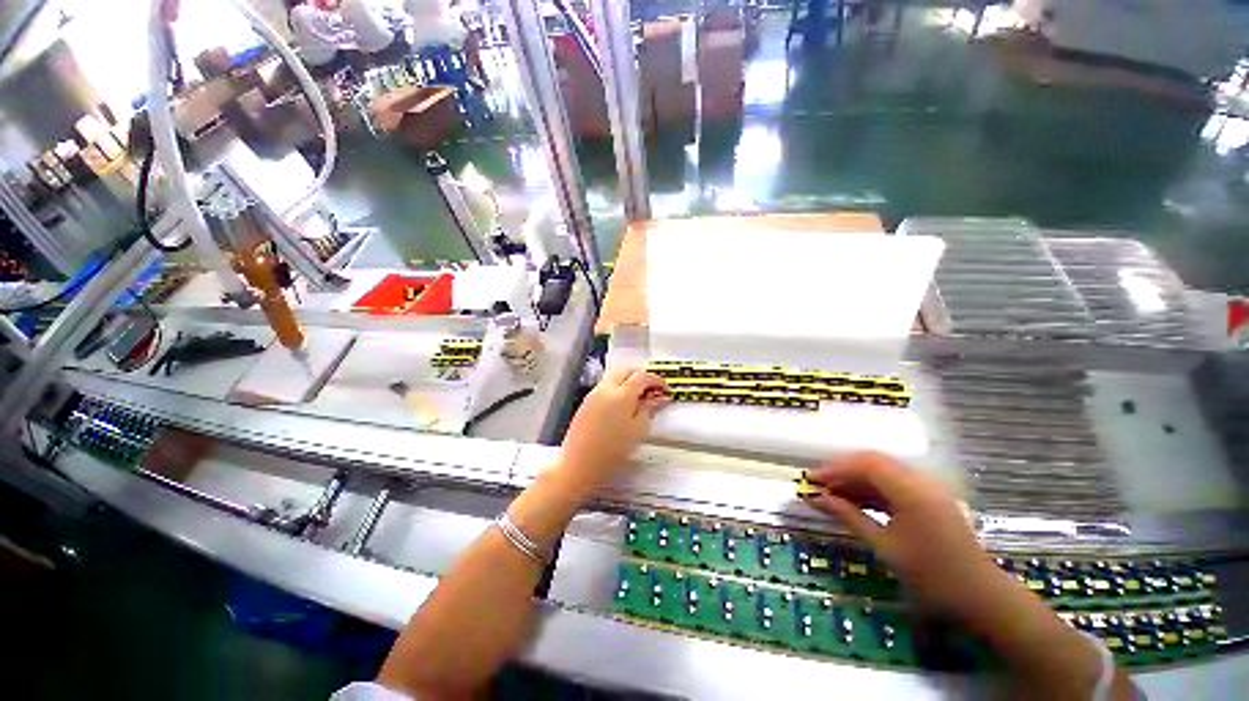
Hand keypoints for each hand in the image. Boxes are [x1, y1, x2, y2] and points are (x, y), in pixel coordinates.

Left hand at [556, 368, 669, 492]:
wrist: (579, 463)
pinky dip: (617, 386)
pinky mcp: (586, 401)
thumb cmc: (613, 450)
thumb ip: (648, 409)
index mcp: (621, 394)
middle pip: (626, 370)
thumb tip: (659, 397)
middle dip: (641, 375)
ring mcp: (594, 393)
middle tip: (652, 390)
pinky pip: (606, 385)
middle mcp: (606, 388)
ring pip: (615, 376)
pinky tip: (622, 403)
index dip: (656, 380)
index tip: (665, 390)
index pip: (642, 376)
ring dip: (628, 379)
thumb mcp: (637, 430)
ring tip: (639, 396)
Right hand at [805, 453, 1006, 622]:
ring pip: (883, 471)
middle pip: (873, 462)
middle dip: (843, 471)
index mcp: (911, 491)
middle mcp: (920, 481)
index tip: (811, 481)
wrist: (981, 597)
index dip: (835, 469)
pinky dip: (871, 489)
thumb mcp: (885, 547)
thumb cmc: (931, 576)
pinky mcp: (929, 498)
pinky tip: (855, 501)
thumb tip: (816, 498)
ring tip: (832, 495)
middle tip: (819, 486)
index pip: (865, 464)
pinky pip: (894, 484)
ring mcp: (927, 488)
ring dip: (856, 479)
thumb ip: (849, 516)